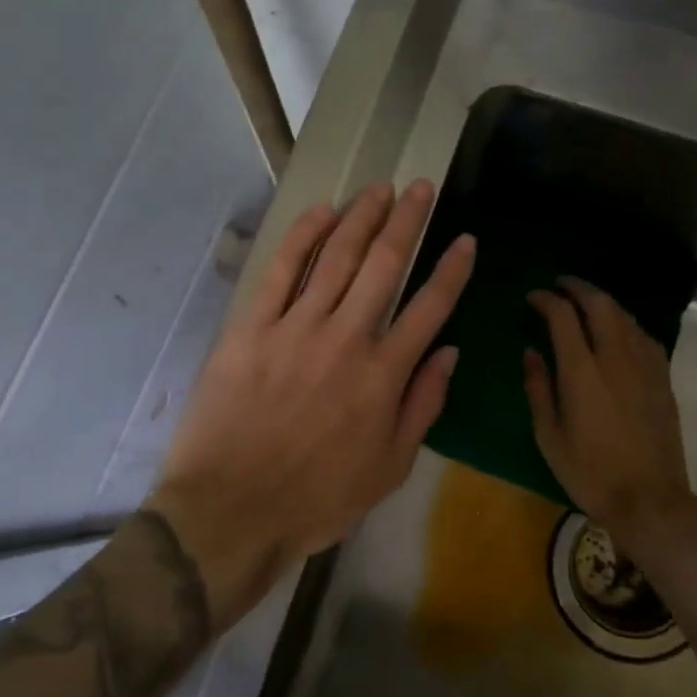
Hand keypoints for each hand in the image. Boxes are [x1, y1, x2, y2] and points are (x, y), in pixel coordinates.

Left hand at [148, 181, 475, 625]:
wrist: (231, 510)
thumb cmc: (316, 499)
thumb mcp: (389, 469)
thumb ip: (423, 406)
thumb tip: (449, 353)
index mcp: (384, 374)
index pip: (430, 307)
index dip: (452, 269)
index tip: (465, 238)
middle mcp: (346, 338)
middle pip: (384, 264)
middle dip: (407, 220)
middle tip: (420, 186)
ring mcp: (296, 327)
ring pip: (335, 257)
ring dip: (361, 217)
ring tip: (379, 188)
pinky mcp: (252, 327)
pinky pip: (281, 270)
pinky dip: (303, 236)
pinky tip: (322, 211)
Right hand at [522, 278, 696, 549]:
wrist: (650, 501)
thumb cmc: (590, 472)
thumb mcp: (549, 435)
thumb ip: (538, 387)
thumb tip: (531, 351)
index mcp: (582, 371)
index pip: (563, 316)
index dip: (546, 299)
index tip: (533, 297)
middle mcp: (615, 358)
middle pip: (600, 304)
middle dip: (578, 287)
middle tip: (560, 284)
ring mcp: (644, 366)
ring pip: (625, 315)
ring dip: (603, 301)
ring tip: (585, 302)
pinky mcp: (662, 378)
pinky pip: (643, 335)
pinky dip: (625, 322)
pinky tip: (618, 330)